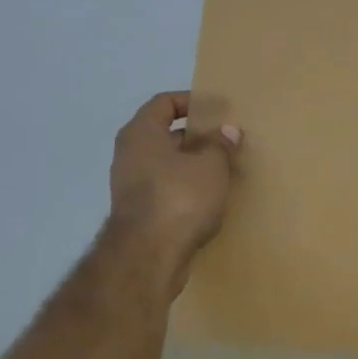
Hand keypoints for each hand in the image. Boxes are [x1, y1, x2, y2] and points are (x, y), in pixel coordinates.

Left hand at [106, 91, 241, 295]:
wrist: (148, 257)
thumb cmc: (179, 198)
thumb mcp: (211, 164)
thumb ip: (220, 144)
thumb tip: (227, 131)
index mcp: (141, 133)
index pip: (164, 102)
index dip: (192, 101)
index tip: (218, 110)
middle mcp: (130, 154)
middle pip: (166, 134)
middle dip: (198, 136)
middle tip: (227, 141)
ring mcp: (131, 186)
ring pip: (167, 164)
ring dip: (194, 165)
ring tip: (225, 169)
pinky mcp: (139, 213)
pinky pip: (167, 189)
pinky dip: (187, 188)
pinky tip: (212, 197)